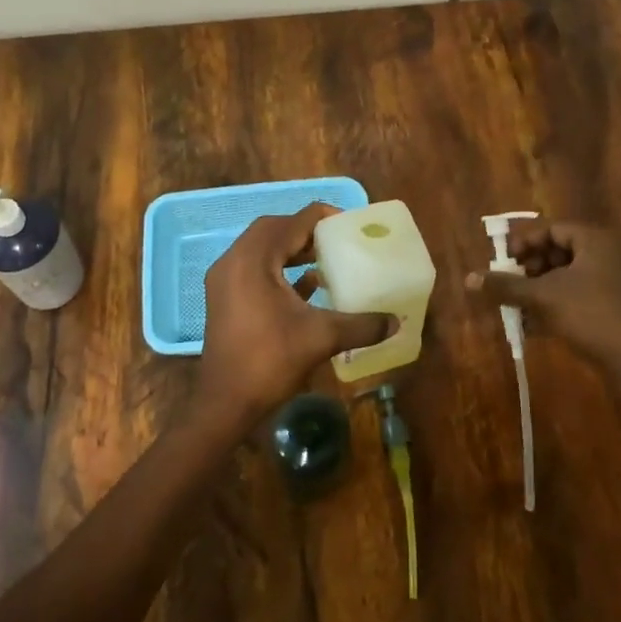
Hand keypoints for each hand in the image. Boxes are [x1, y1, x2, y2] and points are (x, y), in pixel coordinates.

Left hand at [200, 203, 393, 424]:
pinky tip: (308, 285)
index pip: (292, 222)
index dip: (323, 218)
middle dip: (306, 231)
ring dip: (292, 250)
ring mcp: (225, 280)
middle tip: (337, 240)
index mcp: (254, 259)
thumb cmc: (270, 361)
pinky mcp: (225, 299)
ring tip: (325, 258)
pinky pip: (254, 270)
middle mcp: (234, 261)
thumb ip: (361, 325)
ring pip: (262, 250)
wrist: (225, 403)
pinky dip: (280, 270)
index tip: (350, 224)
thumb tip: (396, 322)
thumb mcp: (321, 338)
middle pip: (273, 229)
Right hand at [464, 219, 620, 395]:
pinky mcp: (611, 307)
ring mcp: (611, 282)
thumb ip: (505, 285)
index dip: (525, 241)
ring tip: (518, 303)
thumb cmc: (588, 315)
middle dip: (530, 266)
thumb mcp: (541, 297)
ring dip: (538, 287)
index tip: (505, 259)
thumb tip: (469, 278)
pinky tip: (533, 323)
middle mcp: (605, 255)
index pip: (552, 229)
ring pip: (565, 276)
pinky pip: (575, 296)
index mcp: (593, 241)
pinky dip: (553, 304)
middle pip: (558, 250)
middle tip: (511, 281)